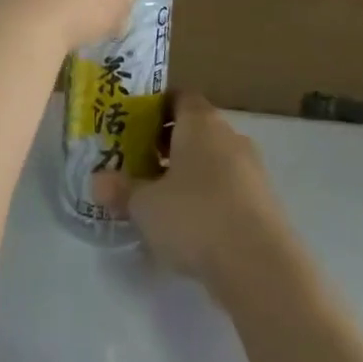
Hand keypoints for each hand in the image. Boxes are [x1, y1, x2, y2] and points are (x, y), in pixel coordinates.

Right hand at [95, 95, 294, 298]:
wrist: (260, 265)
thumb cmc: (195, 217)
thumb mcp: (145, 205)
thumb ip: (121, 190)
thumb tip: (98, 182)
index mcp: (200, 122)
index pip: (179, 96)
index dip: (156, 108)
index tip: (134, 126)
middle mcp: (229, 135)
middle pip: (195, 129)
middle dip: (168, 144)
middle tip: (140, 165)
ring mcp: (252, 168)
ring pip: (213, 160)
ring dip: (190, 174)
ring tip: (163, 201)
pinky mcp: (265, 201)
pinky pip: (229, 188)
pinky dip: (210, 198)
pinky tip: (192, 228)